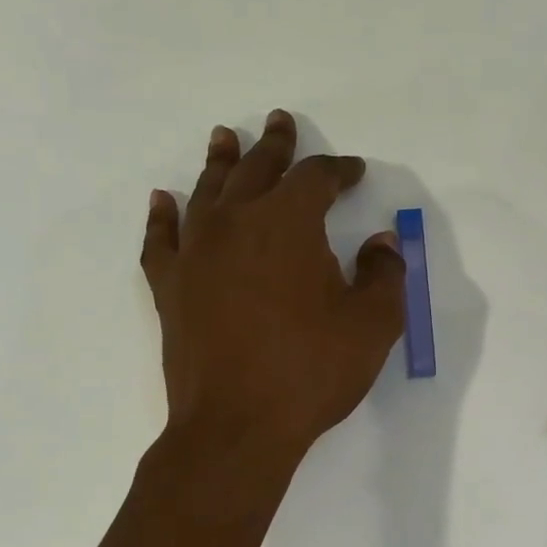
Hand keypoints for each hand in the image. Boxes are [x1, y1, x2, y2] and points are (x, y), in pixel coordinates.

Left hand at [141, 111, 405, 459]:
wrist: (237, 426)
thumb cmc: (311, 372)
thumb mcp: (373, 324)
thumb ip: (385, 273)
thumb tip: (383, 241)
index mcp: (288, 223)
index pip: (316, 179)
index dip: (338, 170)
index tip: (354, 171)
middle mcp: (236, 223)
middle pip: (257, 170)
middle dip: (275, 145)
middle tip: (280, 121)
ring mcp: (196, 253)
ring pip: (207, 192)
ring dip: (219, 163)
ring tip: (224, 138)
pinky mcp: (170, 287)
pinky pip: (161, 239)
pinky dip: (161, 216)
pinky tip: (162, 200)